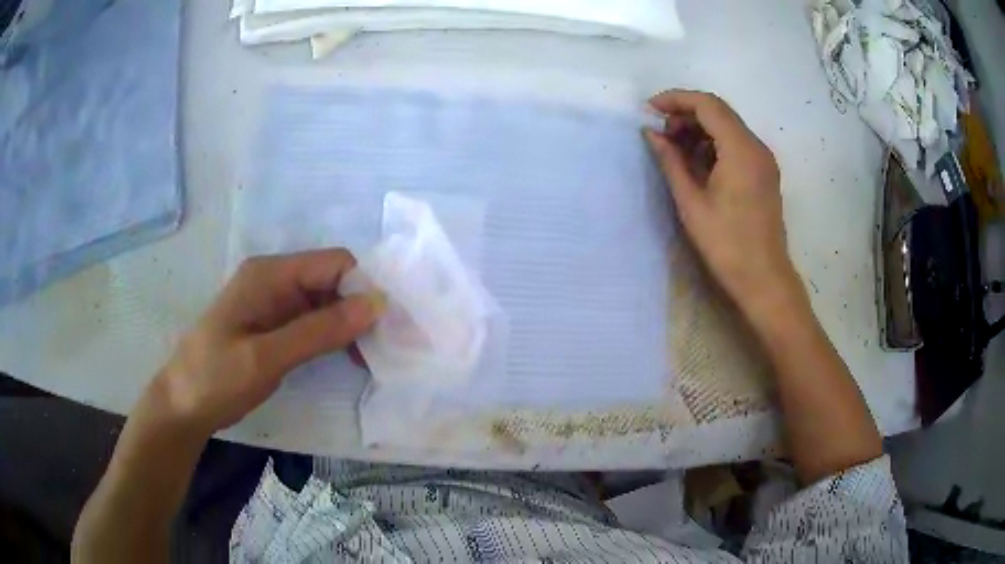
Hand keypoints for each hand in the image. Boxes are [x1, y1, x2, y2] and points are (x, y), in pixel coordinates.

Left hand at [150, 249, 381, 436]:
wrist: (182, 405)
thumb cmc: (216, 378)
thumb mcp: (267, 357)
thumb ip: (319, 330)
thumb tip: (377, 304)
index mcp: (270, 274)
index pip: (334, 263)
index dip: (363, 288)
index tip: (385, 328)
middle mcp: (275, 279)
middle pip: (333, 281)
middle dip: (359, 310)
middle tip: (383, 350)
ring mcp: (274, 302)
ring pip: (327, 302)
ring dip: (349, 327)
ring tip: (369, 360)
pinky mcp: (274, 324)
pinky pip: (314, 321)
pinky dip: (333, 337)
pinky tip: (347, 359)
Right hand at [644, 90, 798, 320]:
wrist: (764, 279)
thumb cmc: (726, 245)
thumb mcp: (691, 202)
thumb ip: (671, 161)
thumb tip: (651, 134)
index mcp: (741, 150)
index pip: (707, 104)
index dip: (675, 100)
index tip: (649, 110)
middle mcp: (757, 147)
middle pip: (718, 111)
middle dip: (686, 114)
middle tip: (661, 136)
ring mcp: (763, 159)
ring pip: (727, 126)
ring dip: (699, 129)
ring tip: (675, 151)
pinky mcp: (764, 172)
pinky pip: (736, 144)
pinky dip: (713, 144)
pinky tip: (697, 164)